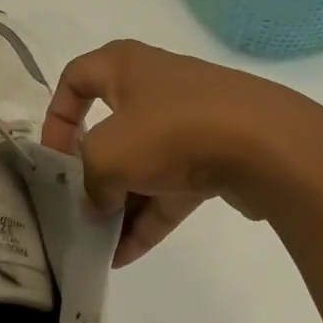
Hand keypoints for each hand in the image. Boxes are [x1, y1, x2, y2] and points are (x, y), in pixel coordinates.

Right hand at [42, 40, 322, 266]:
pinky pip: (173, 187)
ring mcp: (191, 122)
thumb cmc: (171, 131)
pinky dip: (150, 217)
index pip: (75, 78)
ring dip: (121, 203)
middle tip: (79, 207)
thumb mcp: (107, 154)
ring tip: (99, 245)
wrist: (267, 146)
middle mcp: (156, 86)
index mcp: (126, 66)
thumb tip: (96, 201)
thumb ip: (88, 179)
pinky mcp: (217, 155)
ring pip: (144, 163)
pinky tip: (127, 256)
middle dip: (92, 172)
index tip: (54, 158)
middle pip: (111, 128)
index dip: (56, 116)